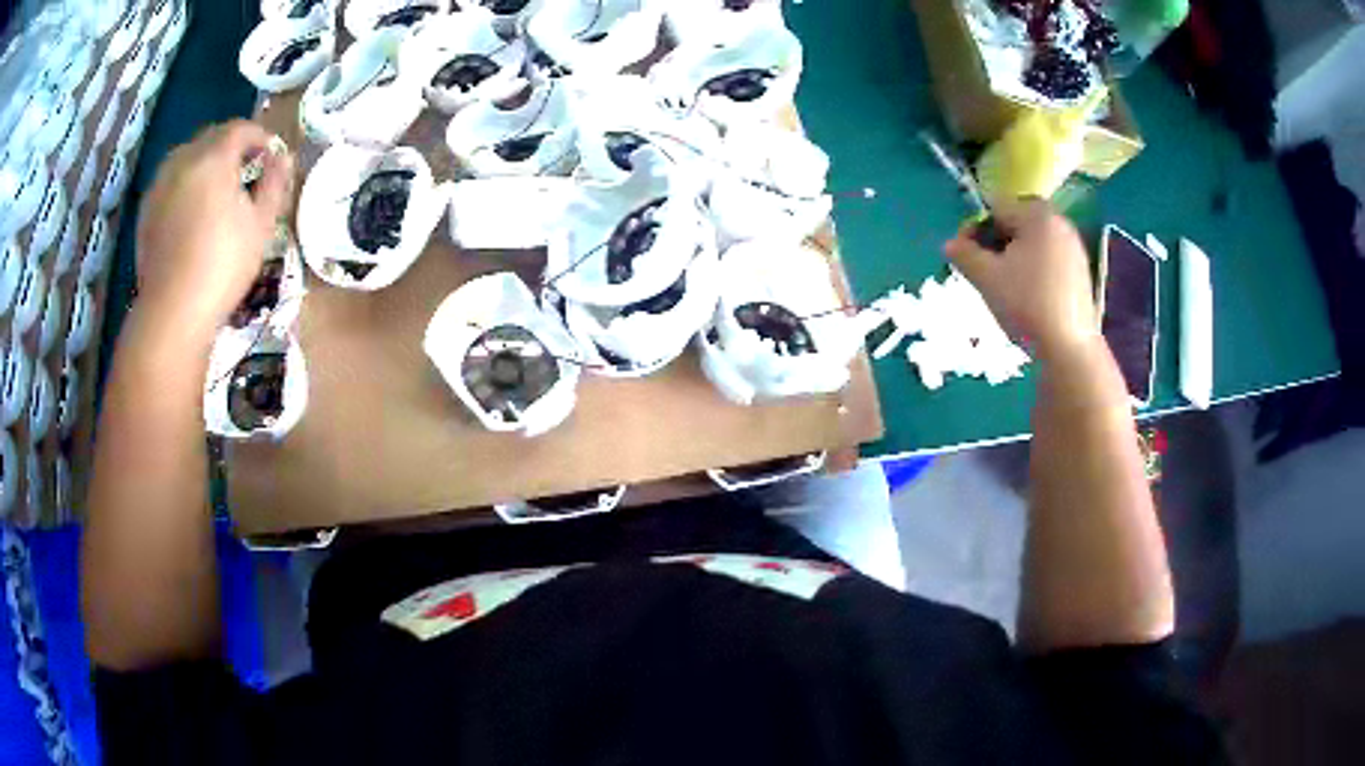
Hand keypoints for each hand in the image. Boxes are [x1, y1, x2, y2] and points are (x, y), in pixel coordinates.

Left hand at [135, 120, 293, 336]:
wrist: (172, 312)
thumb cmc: (222, 266)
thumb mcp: (261, 225)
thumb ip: (274, 183)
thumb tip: (283, 157)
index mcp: (214, 157)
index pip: (241, 129)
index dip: (259, 137)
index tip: (270, 155)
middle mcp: (184, 160)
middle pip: (211, 137)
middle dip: (231, 146)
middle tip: (245, 170)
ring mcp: (160, 185)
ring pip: (186, 156)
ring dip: (204, 161)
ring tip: (215, 187)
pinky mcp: (146, 210)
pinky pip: (169, 181)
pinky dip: (184, 183)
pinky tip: (190, 209)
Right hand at [944, 199, 1097, 359]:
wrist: (1068, 348)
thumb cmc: (1026, 304)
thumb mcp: (986, 278)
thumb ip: (963, 254)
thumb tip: (950, 245)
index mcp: (1037, 215)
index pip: (995, 209)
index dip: (974, 230)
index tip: (964, 257)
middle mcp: (1059, 223)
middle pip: (1016, 225)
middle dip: (995, 245)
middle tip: (983, 274)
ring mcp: (1074, 249)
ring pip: (1032, 245)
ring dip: (1012, 259)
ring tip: (1003, 289)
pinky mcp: (1081, 273)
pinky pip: (1048, 261)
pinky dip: (1033, 272)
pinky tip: (1027, 299)